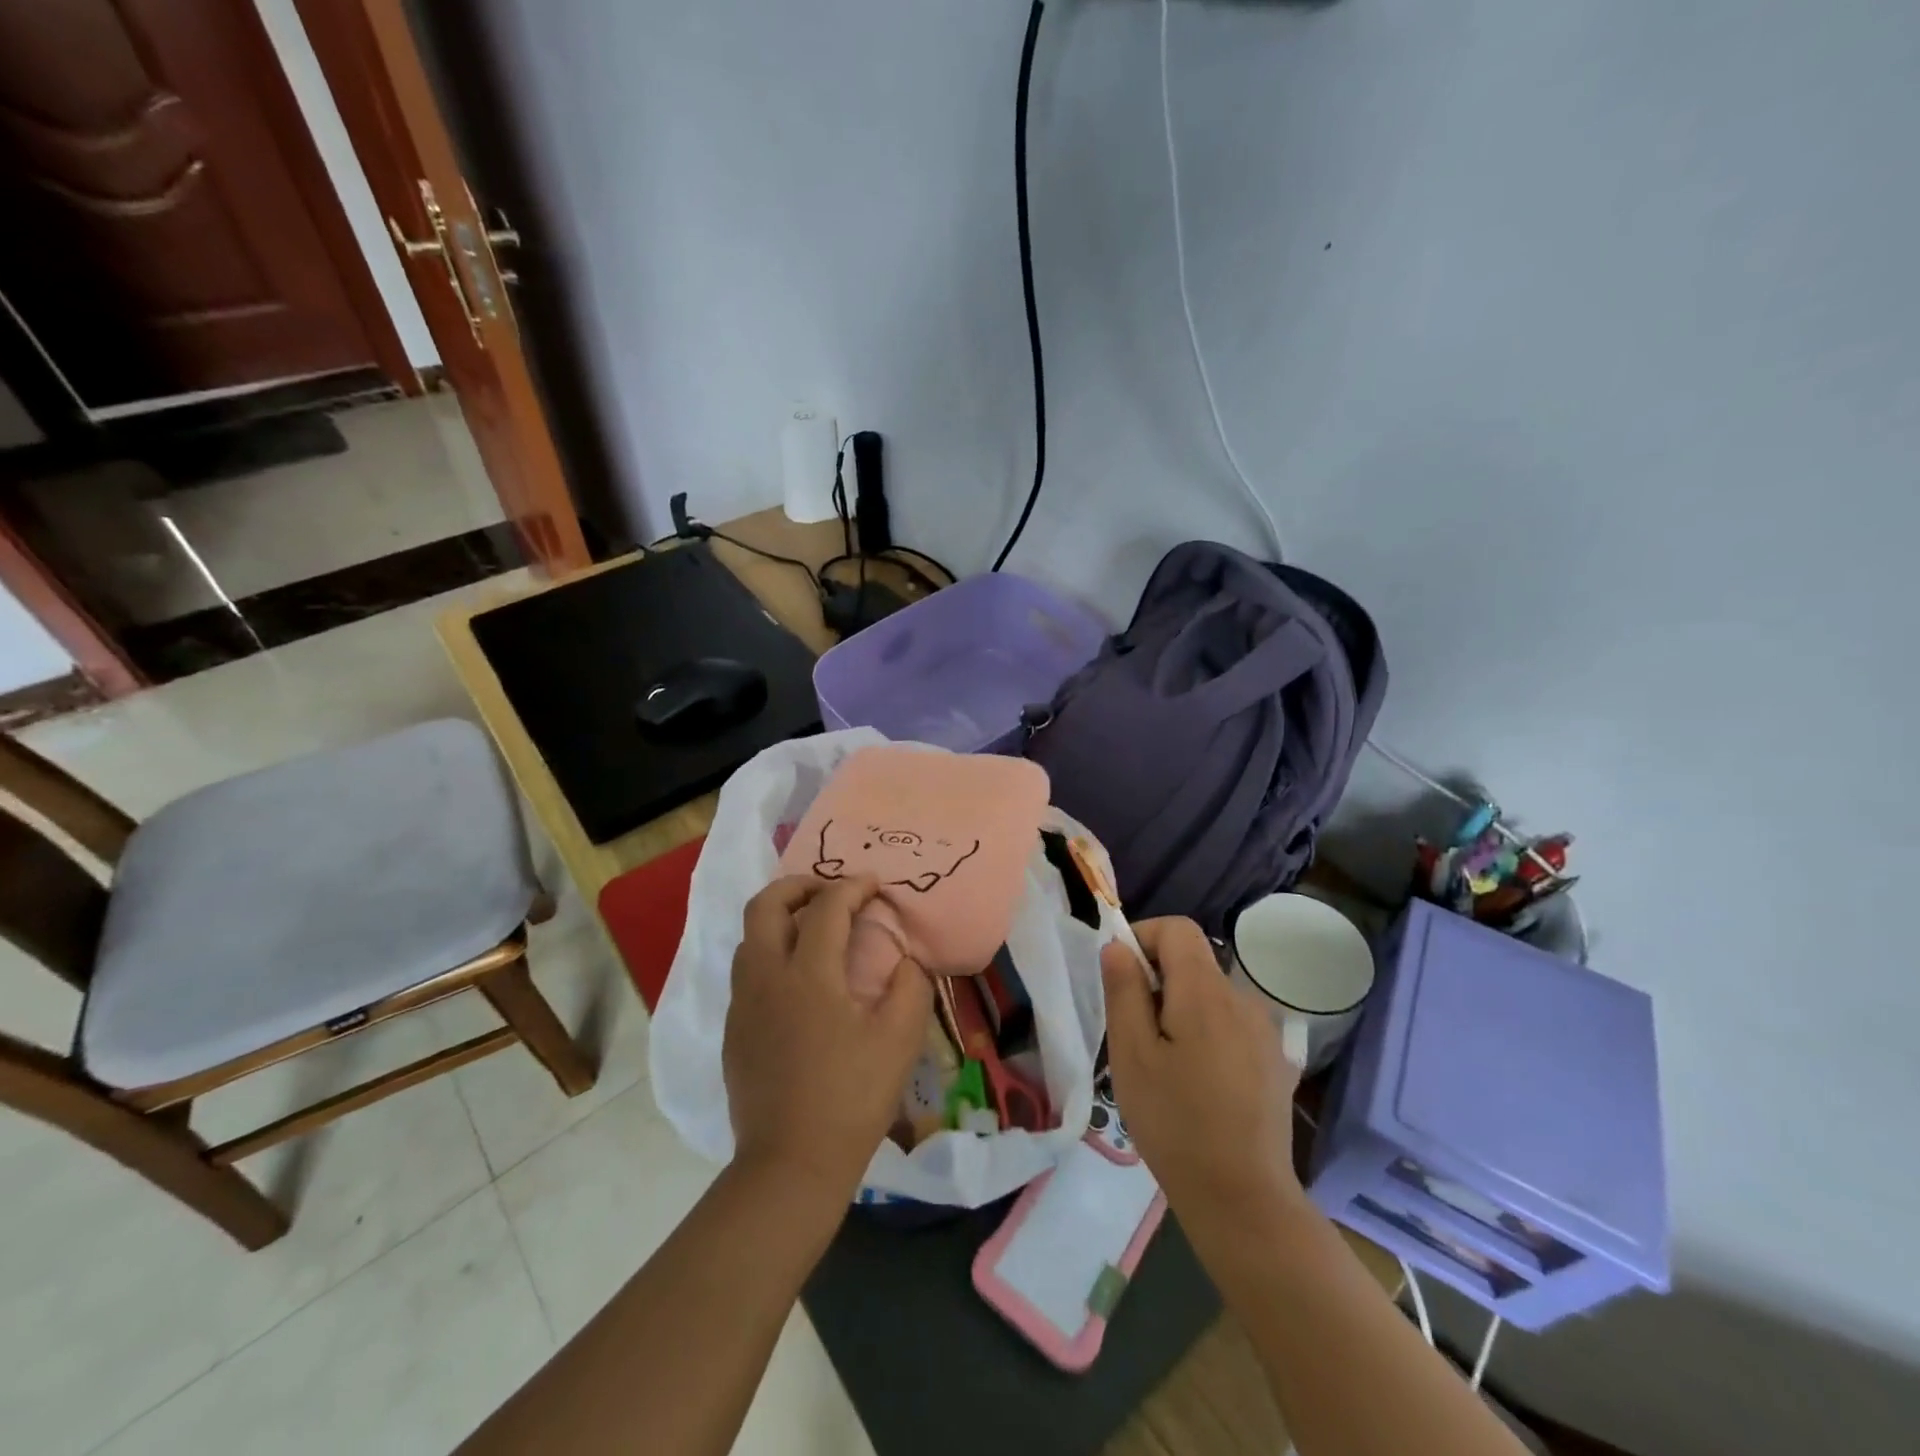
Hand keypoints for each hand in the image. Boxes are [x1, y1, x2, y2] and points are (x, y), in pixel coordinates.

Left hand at [724, 875, 933, 1202]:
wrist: (790, 1164)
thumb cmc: (851, 1098)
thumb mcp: (899, 1039)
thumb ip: (910, 985)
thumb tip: (905, 959)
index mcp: (807, 974)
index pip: (827, 906)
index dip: (853, 886)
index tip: (874, 884)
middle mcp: (765, 977)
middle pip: (764, 905)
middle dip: (797, 885)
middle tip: (829, 892)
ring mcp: (742, 1004)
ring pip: (749, 937)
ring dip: (779, 918)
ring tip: (813, 930)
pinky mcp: (733, 1031)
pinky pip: (747, 972)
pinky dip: (771, 954)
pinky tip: (798, 982)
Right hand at [1100, 917, 1304, 1222]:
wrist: (1244, 1199)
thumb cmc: (1175, 1123)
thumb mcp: (1132, 1054)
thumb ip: (1124, 990)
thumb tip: (1118, 946)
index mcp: (1205, 991)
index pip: (1177, 928)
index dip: (1143, 938)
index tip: (1121, 979)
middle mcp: (1242, 998)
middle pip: (1193, 961)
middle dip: (1157, 981)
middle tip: (1134, 1033)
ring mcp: (1264, 1031)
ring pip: (1210, 995)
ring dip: (1180, 1009)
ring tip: (1163, 1064)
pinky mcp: (1274, 1060)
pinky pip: (1230, 1024)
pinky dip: (1205, 1033)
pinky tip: (1197, 1083)